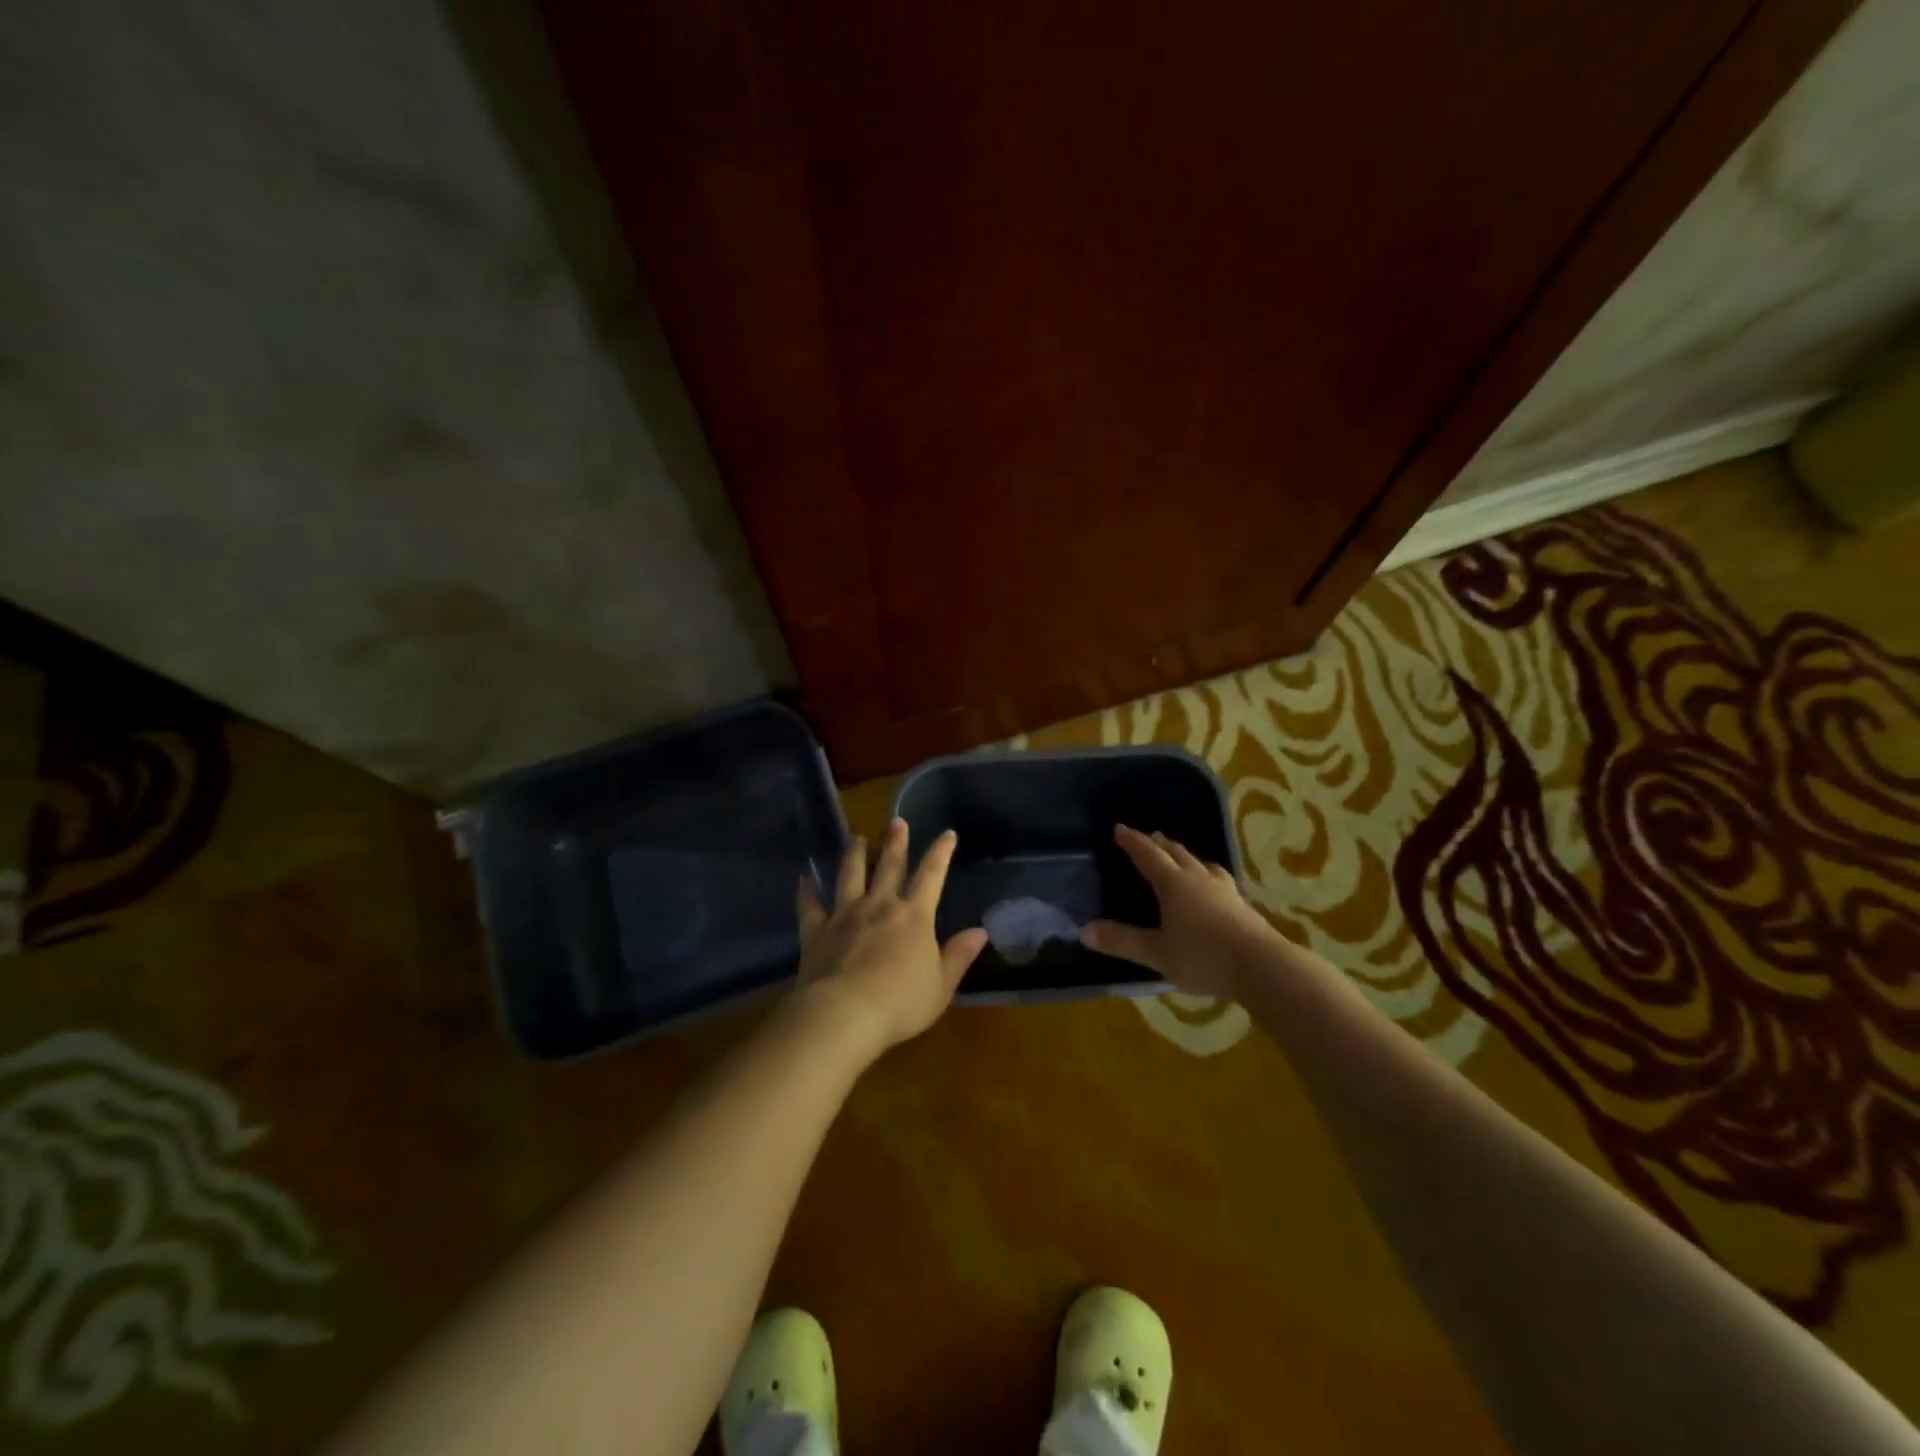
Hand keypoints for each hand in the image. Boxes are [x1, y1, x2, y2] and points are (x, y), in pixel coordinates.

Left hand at [792, 818, 989, 1058]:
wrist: (844, 1014)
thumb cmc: (900, 1003)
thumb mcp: (941, 985)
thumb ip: (959, 956)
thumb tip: (981, 931)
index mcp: (914, 916)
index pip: (931, 876)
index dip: (940, 853)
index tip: (947, 833)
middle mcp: (880, 905)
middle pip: (889, 867)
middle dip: (895, 843)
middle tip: (896, 821)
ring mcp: (845, 915)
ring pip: (849, 876)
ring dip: (854, 855)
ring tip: (856, 838)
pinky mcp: (816, 930)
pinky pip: (809, 905)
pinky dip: (806, 890)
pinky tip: (803, 878)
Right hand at [1080, 825, 1286, 998]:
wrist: (1263, 967)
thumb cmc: (1204, 957)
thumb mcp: (1157, 953)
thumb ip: (1122, 941)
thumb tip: (1084, 930)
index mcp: (1173, 884)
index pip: (1148, 855)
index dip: (1133, 842)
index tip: (1120, 828)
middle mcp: (1198, 878)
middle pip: (1176, 853)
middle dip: (1160, 844)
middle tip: (1150, 837)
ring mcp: (1224, 890)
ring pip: (1201, 863)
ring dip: (1186, 856)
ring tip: (1182, 856)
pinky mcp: (1243, 905)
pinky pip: (1219, 879)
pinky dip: (1208, 874)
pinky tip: (1214, 885)